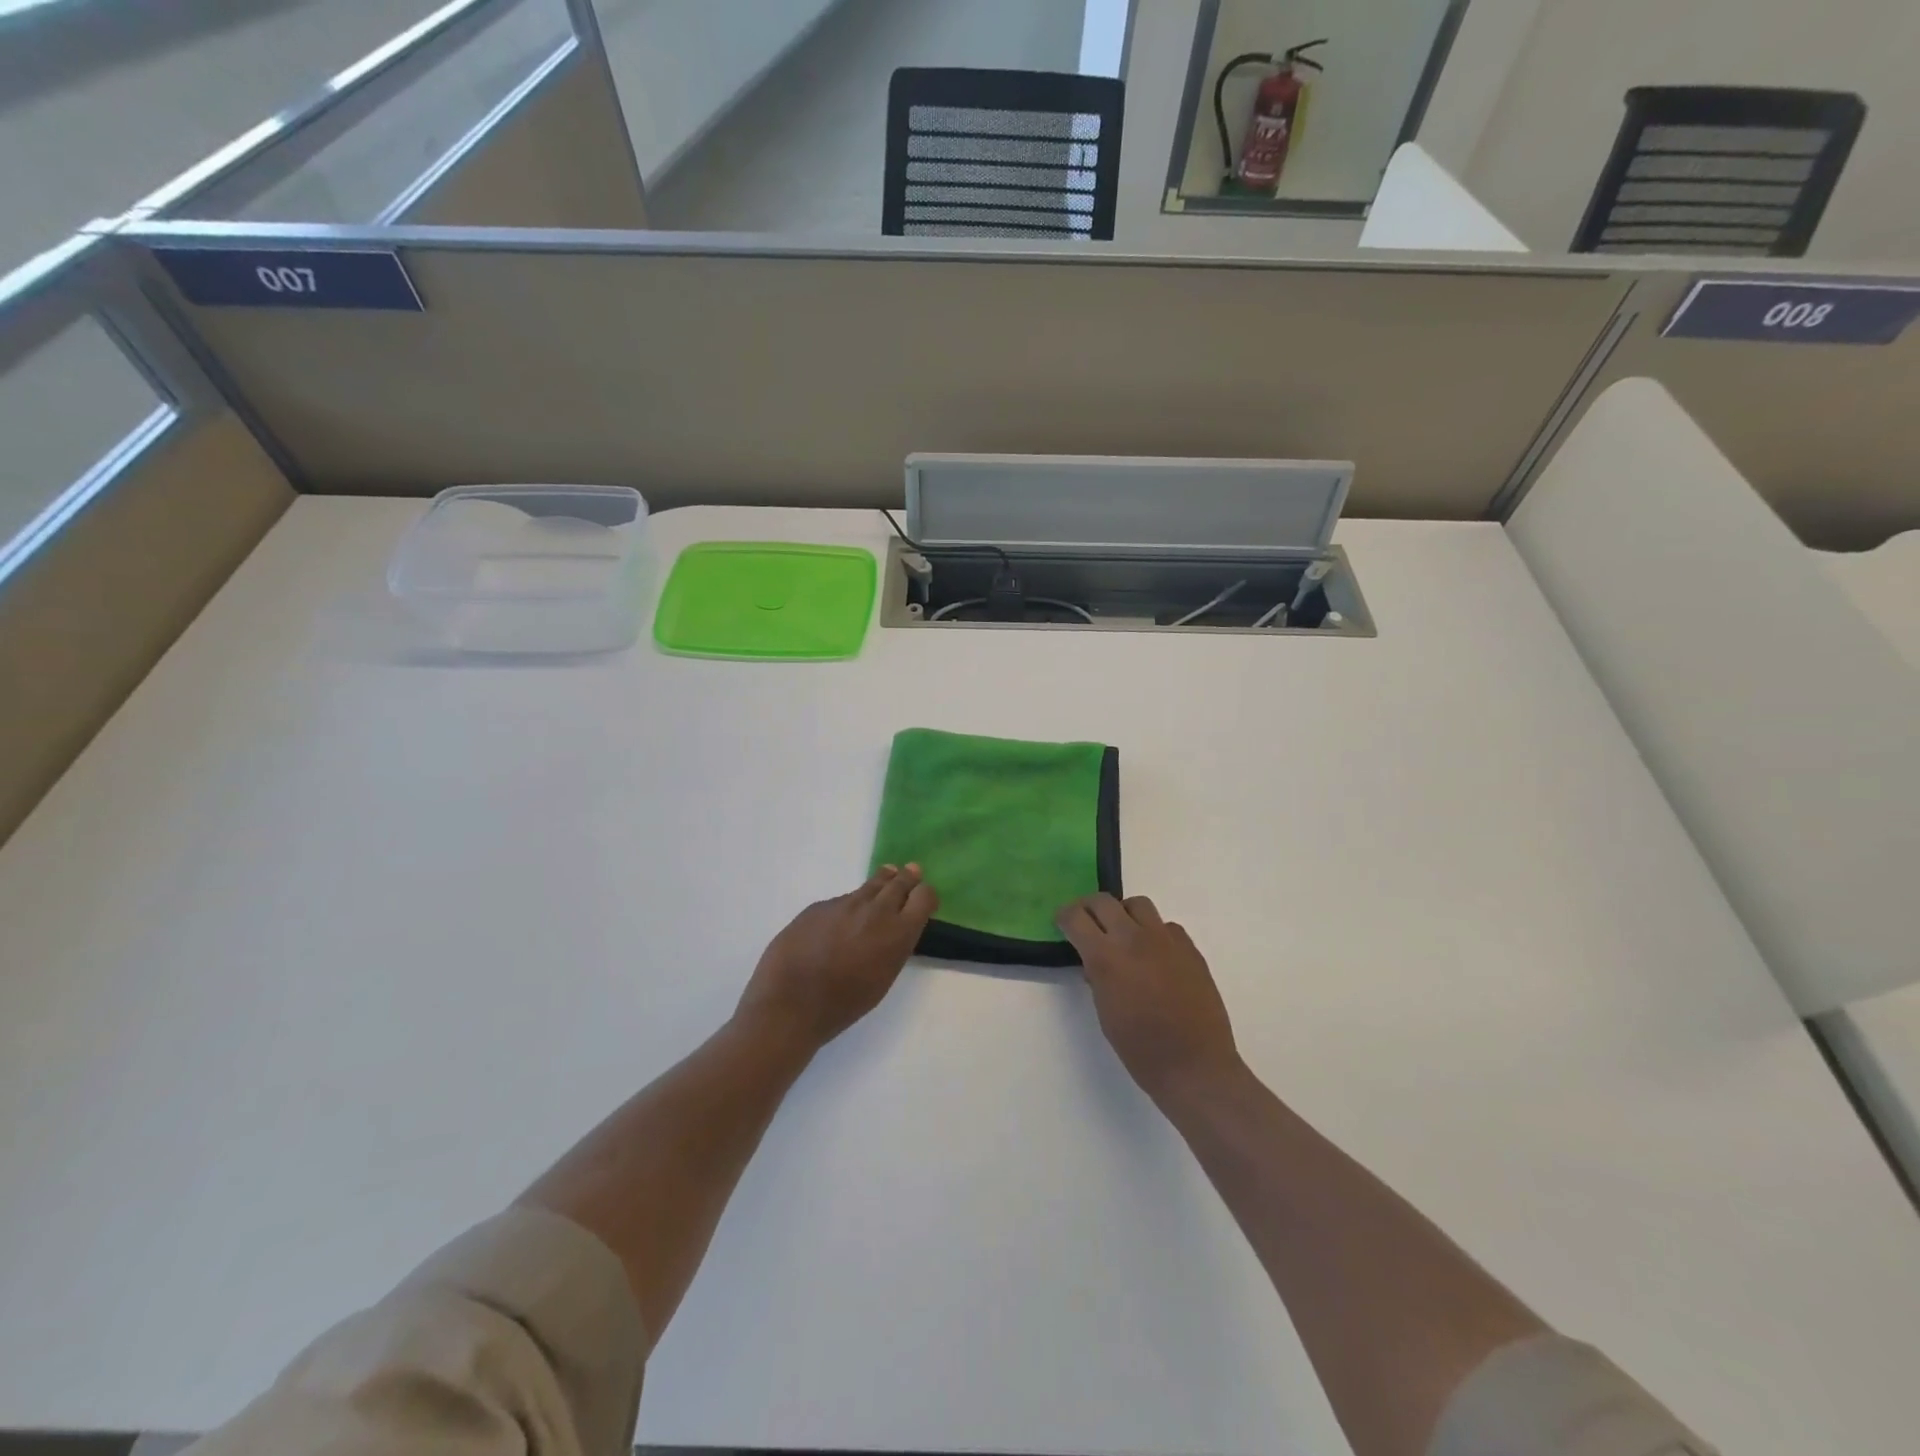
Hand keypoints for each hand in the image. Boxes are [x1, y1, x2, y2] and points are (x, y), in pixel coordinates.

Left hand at [736, 865, 937, 1052]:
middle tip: (912, 872)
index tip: (924, 898)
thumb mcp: (882, 978)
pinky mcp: (819, 906)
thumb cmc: (843, 1004)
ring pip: (869, 886)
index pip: (924, 896)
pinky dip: (848, 906)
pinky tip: (841, 920)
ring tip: (886, 876)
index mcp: (898, 932)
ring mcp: (845, 904)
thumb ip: (893, 947)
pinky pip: (841, 901)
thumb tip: (893, 929)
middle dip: (907, 878)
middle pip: (899, 882)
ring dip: (881, 883)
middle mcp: (876, 910)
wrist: (790, 1003)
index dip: (925, 895)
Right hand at [1056, 893, 1240, 1103]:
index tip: (1063, 924)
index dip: (1065, 917)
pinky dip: (1154, 933)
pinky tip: (1156, 956)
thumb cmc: (1140, 1049)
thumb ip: (1097, 978)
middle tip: (1087, 923)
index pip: (1075, 917)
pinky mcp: (1190, 948)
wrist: (1195, 1065)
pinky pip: (1166, 926)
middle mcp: (1133, 938)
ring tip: (1124, 935)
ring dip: (1124, 914)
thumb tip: (1095, 963)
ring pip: (1138, 904)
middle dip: (1089, 908)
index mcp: (1106, 957)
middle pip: (1103, 901)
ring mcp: (1165, 940)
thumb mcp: (1105, 1013)